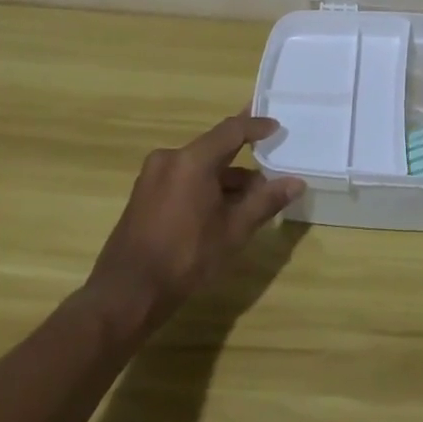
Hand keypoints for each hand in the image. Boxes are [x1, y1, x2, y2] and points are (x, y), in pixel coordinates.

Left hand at [85, 114, 303, 330]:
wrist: (126, 295)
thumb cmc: (185, 258)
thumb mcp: (233, 231)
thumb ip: (265, 201)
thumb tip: (296, 183)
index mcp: (192, 160)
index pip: (231, 130)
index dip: (256, 126)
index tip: (277, 128)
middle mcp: (169, 159)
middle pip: (214, 149)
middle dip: (243, 160)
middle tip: (269, 167)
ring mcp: (152, 177)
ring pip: (198, 167)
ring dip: (224, 178)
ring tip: (250, 200)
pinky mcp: (143, 195)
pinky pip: (182, 179)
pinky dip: (204, 187)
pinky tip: (220, 211)